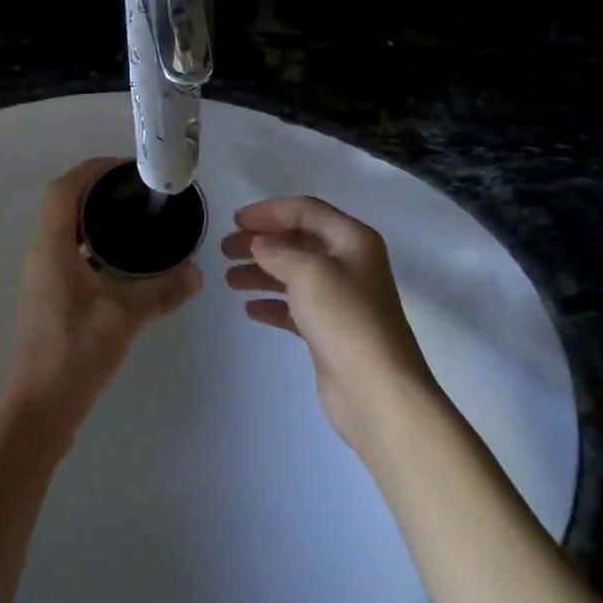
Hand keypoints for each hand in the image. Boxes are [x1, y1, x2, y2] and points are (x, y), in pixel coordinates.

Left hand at [10, 158, 201, 428]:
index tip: (125, 167)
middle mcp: (42, 254)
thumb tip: (198, 273)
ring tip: (134, 215)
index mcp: (52, 248)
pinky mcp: (50, 294)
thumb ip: (163, 291)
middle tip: (137, 189)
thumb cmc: (77, 352)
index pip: (64, 189)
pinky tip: (123, 258)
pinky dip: (93, 242)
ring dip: (94, 216)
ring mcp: (44, 275)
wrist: (42, 406)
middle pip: (64, 204)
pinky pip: (70, 251)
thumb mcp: (125, 317)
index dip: (91, 170)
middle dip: (97, 189)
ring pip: (66, 229)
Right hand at [223, 196, 436, 448]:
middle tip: (225, 250)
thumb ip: (277, 251)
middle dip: (260, 243)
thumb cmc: (345, 319)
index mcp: (352, 239)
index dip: (269, 211)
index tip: (235, 221)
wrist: (377, 391)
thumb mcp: (308, 272)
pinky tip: (250, 309)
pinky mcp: (330, 331)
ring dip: (261, 273)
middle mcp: (349, 263)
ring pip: (293, 274)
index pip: (305, 210)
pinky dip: (272, 304)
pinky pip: (295, 307)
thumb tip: (258, 244)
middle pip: (298, 241)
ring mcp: (340, 299)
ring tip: (229, 280)